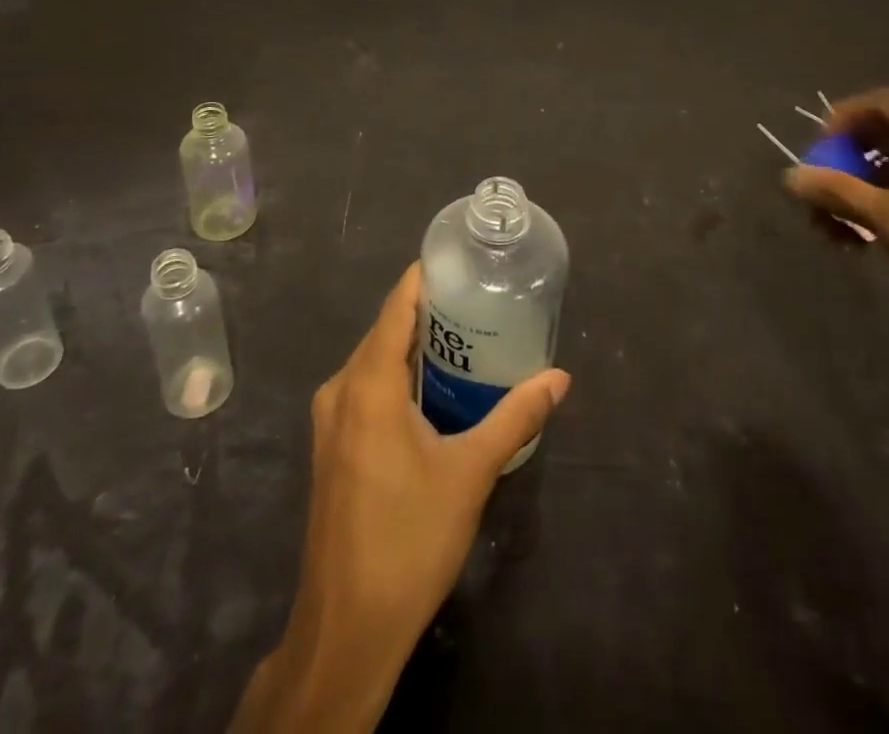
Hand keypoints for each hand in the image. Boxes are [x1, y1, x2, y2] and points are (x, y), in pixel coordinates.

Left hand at [232, 263, 569, 733]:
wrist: (346, 627)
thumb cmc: (409, 540)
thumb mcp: (470, 473)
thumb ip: (515, 418)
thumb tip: (559, 377)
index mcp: (368, 384)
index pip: (395, 306)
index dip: (424, 277)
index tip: (461, 260)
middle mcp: (340, 389)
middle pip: (385, 330)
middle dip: (428, 312)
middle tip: (479, 300)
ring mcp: (330, 419)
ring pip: (374, 360)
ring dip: (414, 346)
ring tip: (465, 337)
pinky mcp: (331, 445)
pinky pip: (365, 388)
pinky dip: (398, 375)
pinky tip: (433, 389)